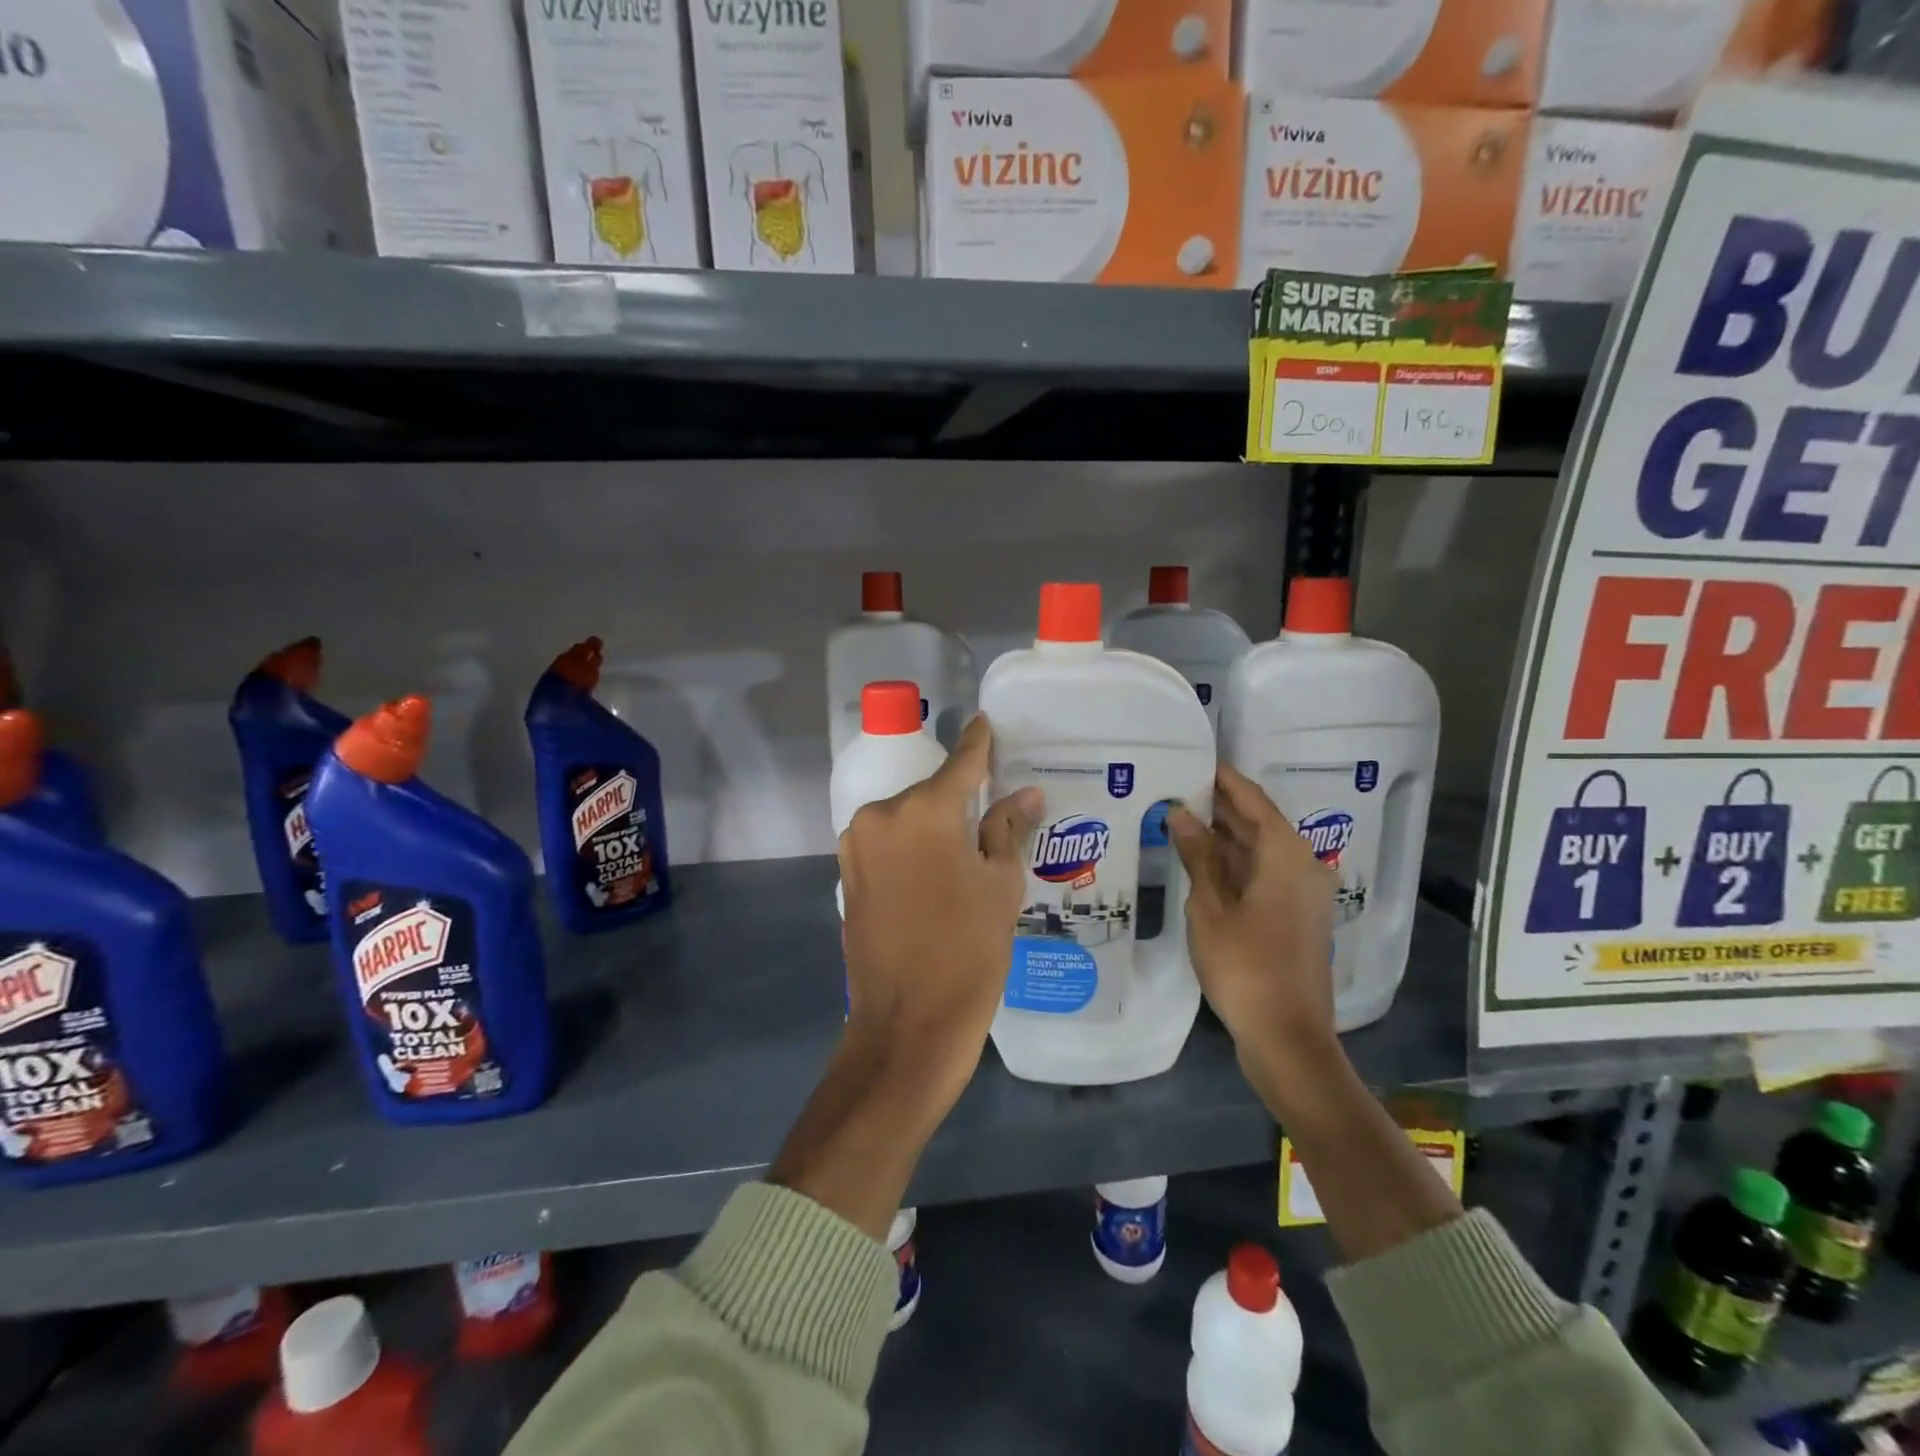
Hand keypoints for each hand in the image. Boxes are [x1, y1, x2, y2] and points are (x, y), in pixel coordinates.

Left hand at [838, 714, 1043, 1116]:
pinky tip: (934, 871)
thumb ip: (1006, 829)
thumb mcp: (1001, 886)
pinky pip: (887, 843)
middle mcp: (881, 814)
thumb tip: (1024, 795)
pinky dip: (911, 846)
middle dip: (958, 798)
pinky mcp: (847, 872)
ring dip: (932, 825)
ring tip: (964, 850)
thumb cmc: (968, 952)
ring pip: (906, 817)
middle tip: (989, 812)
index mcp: (924, 809)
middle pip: (929, 791)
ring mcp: (857, 843)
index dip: (978, 742)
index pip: (961, 761)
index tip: (985, 722)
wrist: (907, 1024)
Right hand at [1167, 763, 1338, 1072]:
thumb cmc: (1245, 966)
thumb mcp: (1210, 906)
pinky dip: (1234, 863)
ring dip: (1224, 836)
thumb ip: (1197, 855)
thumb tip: (1180, 813)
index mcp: (1286, 855)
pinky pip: (1263, 873)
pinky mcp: (1296, 916)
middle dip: (1219, 806)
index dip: (1223, 779)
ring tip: (1179, 818)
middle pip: (1259, 823)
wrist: (1287, 1037)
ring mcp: (1302, 893)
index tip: (1195, 758)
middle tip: (1176, 787)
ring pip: (1260, 850)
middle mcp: (1302, 865)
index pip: (1252, 800)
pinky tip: (1200, 861)